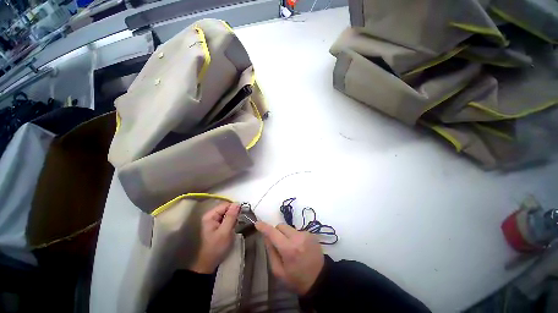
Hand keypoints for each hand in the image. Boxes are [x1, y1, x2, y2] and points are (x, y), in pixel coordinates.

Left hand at [190, 202, 239, 273]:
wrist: (210, 262)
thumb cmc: (217, 247)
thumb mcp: (225, 231)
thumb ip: (231, 216)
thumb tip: (237, 203)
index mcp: (210, 215)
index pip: (226, 205)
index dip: (234, 208)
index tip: (240, 215)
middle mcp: (212, 215)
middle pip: (227, 208)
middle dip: (234, 214)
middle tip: (237, 223)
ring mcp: (215, 220)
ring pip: (228, 213)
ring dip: (234, 218)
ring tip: (234, 226)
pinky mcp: (218, 224)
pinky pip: (228, 218)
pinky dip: (232, 222)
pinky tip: (233, 228)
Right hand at [255, 221, 323, 294]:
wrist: (320, 279)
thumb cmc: (297, 279)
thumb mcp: (279, 272)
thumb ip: (271, 252)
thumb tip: (266, 236)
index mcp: (289, 249)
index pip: (273, 233)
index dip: (264, 227)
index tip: (257, 223)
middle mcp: (298, 237)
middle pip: (281, 226)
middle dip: (276, 232)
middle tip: (278, 244)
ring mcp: (306, 234)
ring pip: (289, 228)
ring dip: (286, 235)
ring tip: (291, 248)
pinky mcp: (311, 234)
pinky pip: (297, 231)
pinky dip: (294, 237)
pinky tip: (299, 248)